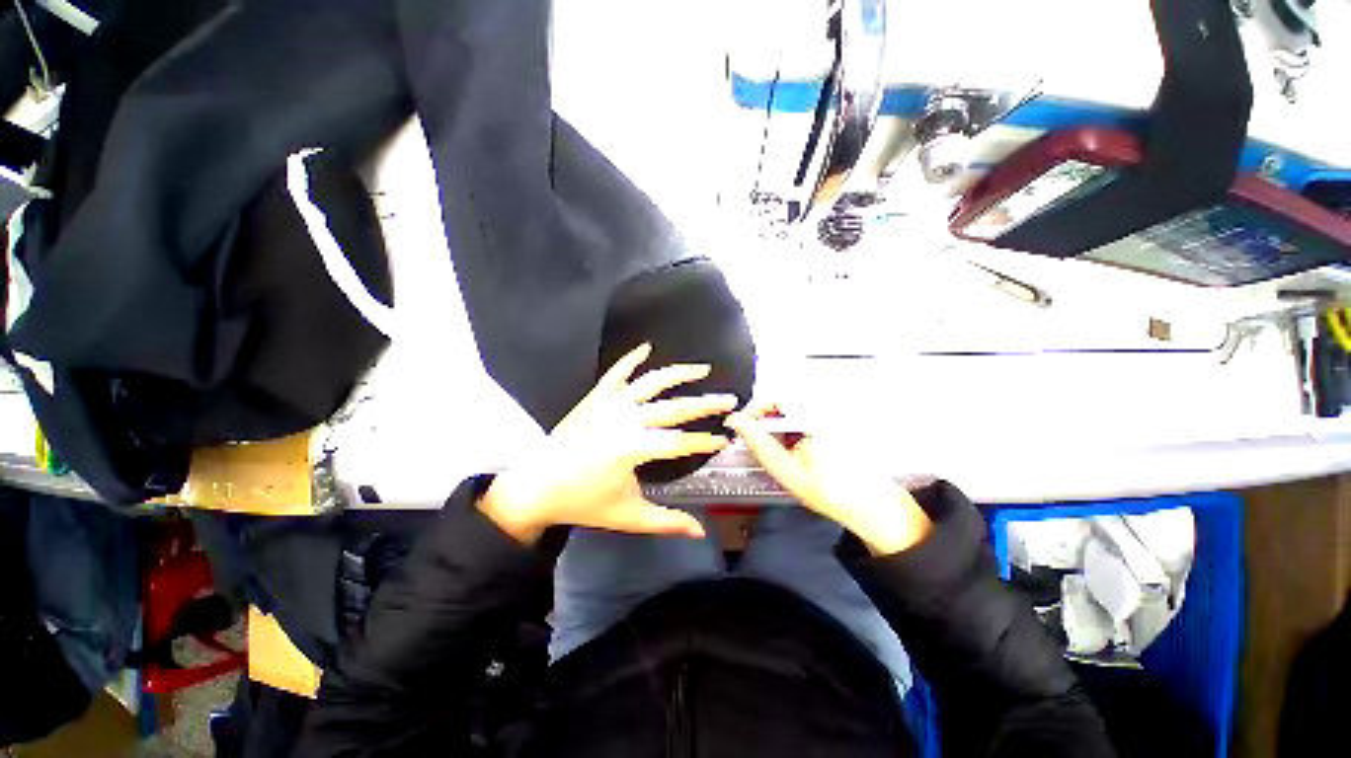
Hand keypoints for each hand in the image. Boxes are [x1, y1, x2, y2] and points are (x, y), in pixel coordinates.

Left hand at [479, 343, 735, 543]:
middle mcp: (625, 419)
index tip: (724, 440)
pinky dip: (632, 358)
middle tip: (728, 399)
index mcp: (633, 448)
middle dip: (705, 404)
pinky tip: (646, 347)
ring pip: (652, 382)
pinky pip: (617, 372)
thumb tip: (700, 531)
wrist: (537, 485)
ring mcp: (610, 403)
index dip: (705, 441)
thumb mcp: (628, 515)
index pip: (681, 442)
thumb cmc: (582, 501)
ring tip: (701, 369)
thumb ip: (666, 522)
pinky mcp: (596, 396)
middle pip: (674, 407)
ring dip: (679, 373)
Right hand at [725, 405, 931, 555]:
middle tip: (755, 438)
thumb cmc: (836, 493)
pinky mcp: (837, 421)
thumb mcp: (789, 472)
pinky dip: (792, 427)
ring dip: (777, 423)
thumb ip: (761, 446)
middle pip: (783, 401)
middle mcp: (827, 410)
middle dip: (765, 418)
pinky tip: (794, 447)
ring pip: (793, 408)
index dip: (755, 409)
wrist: (873, 506)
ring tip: (776, 447)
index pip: (776, 397)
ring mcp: (834, 415)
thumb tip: (739, 425)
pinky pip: (805, 415)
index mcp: (817, 418)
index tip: (744, 424)